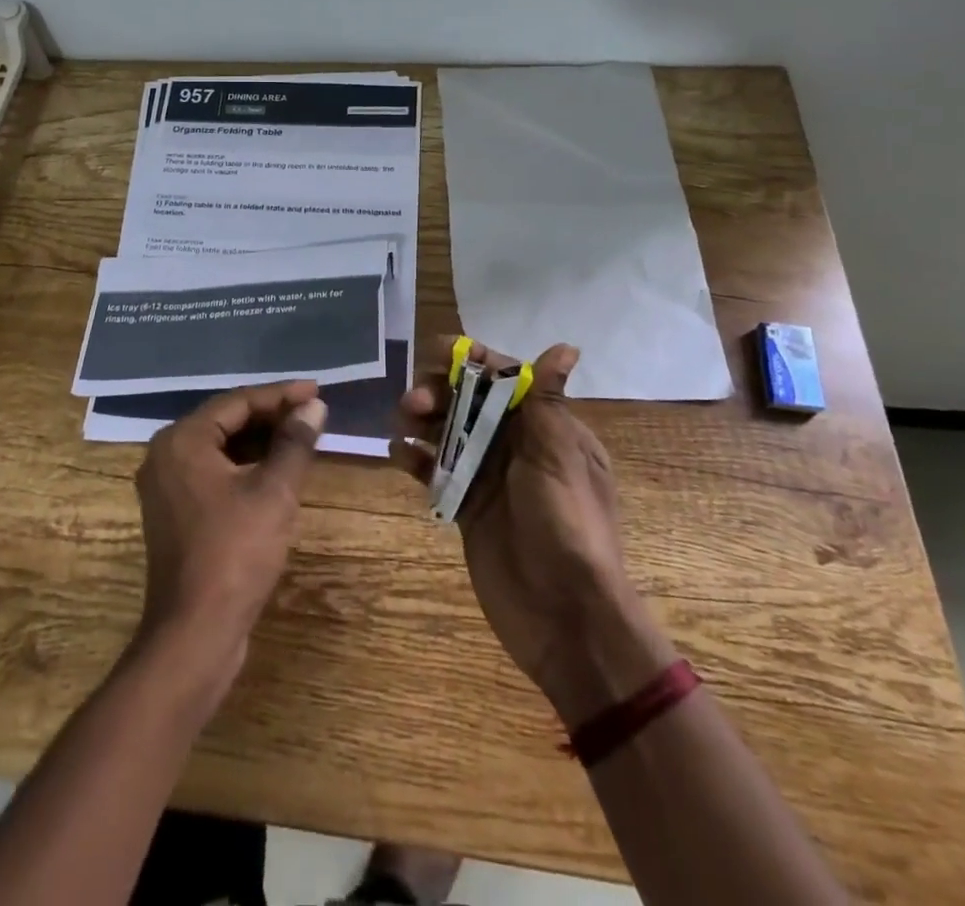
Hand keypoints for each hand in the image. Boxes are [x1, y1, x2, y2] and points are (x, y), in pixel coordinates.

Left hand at [132, 380, 327, 703]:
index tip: (317, 391)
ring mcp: (167, 486)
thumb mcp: (273, 493)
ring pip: (220, 448)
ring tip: (301, 437)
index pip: (237, 401)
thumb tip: (314, 406)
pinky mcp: (175, 513)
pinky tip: (276, 471)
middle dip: (271, 416)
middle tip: (313, 413)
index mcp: (182, 440)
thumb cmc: (235, 553)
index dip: (281, 395)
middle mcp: (166, 455)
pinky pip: (213, 473)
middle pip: (226, 421)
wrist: (194, 634)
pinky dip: (245, 467)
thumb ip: (294, 443)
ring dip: (260, 442)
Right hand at [393, 340, 675, 724]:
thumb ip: (547, 401)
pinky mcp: (465, 506)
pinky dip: (414, 458)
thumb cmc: (566, 526)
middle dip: (439, 392)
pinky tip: (397, 455)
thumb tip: (566, 346)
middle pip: (469, 401)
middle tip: (414, 403)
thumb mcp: (559, 457)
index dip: (473, 362)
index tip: (437, 353)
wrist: (566, 618)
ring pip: (447, 431)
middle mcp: (516, 445)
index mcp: (546, 428)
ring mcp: (488, 476)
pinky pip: (435, 470)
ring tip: (402, 424)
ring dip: (422, 420)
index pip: (506, 379)